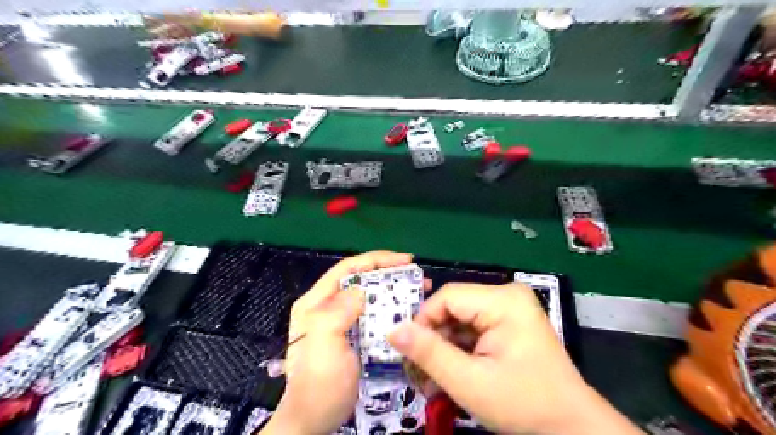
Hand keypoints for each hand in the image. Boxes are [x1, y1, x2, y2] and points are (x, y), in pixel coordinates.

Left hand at [260, 250, 414, 433]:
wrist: (313, 423)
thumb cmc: (318, 385)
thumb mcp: (324, 345)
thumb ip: (338, 311)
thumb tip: (361, 291)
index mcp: (315, 303)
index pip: (347, 269)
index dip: (376, 260)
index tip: (405, 260)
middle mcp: (326, 307)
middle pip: (360, 280)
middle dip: (388, 274)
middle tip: (416, 276)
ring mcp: (339, 322)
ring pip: (369, 297)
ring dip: (392, 291)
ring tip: (417, 291)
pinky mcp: (352, 337)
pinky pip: (373, 316)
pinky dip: (390, 310)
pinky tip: (406, 313)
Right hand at [388, 282, 643, 433]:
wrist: (573, 428)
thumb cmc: (525, 405)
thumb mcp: (470, 382)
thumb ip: (429, 354)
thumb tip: (393, 330)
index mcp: (503, 300)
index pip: (447, 297)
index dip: (423, 322)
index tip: (410, 354)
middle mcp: (506, 296)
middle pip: (453, 309)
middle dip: (433, 341)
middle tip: (419, 374)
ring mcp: (509, 309)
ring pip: (460, 321)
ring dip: (444, 349)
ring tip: (432, 381)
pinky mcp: (509, 324)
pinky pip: (473, 330)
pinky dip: (459, 351)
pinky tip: (450, 375)